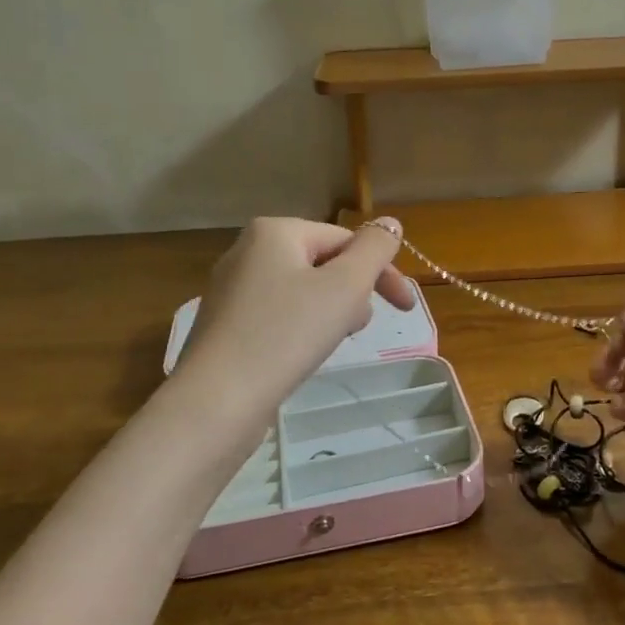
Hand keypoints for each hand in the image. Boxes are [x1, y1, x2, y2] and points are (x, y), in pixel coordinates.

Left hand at [180, 216, 415, 406]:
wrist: (218, 400)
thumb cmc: (287, 334)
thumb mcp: (344, 286)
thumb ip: (374, 250)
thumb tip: (391, 224)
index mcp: (275, 232)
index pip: (346, 240)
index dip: (382, 272)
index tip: (406, 309)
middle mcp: (247, 251)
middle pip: (324, 264)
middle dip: (351, 295)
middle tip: (354, 329)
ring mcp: (232, 289)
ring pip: (303, 292)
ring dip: (329, 313)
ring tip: (326, 344)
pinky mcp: (225, 325)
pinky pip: (279, 315)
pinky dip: (300, 329)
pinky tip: (299, 356)